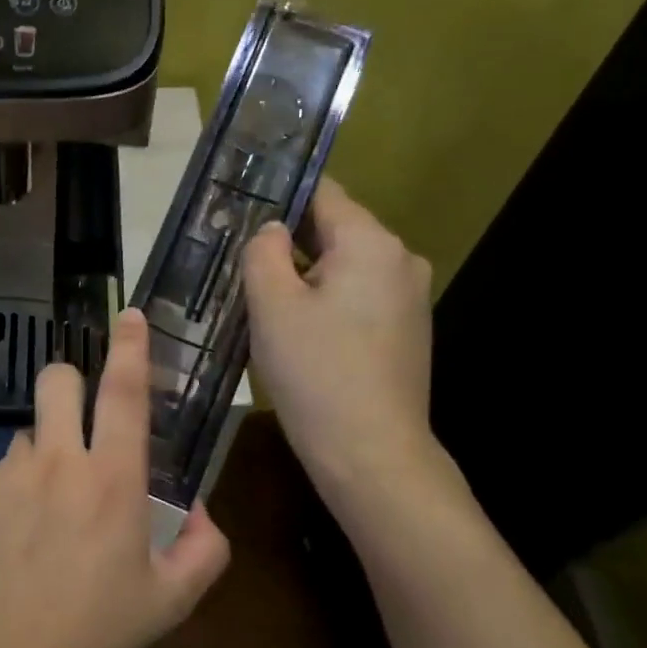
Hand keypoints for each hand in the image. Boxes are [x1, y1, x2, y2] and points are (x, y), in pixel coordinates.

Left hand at [0, 307, 230, 647]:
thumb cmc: (94, 632)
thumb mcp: (170, 601)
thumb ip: (205, 549)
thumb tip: (199, 508)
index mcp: (112, 480)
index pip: (124, 393)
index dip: (130, 348)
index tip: (129, 315)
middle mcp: (58, 461)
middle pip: (58, 380)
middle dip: (70, 382)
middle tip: (77, 419)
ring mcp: (8, 473)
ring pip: (28, 431)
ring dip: (43, 451)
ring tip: (44, 509)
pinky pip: (0, 471)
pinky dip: (13, 490)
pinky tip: (12, 540)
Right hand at [244, 179, 438, 498]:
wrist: (371, 454)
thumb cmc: (316, 373)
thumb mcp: (272, 306)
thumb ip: (264, 252)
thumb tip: (272, 230)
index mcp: (371, 243)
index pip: (322, 193)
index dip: (279, 195)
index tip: (239, 207)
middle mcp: (400, 259)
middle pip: (334, 229)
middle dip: (288, 241)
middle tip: (237, 257)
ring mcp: (408, 297)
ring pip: (344, 266)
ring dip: (304, 274)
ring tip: (258, 294)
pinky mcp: (405, 329)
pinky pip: (357, 296)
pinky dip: (326, 300)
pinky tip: (296, 327)